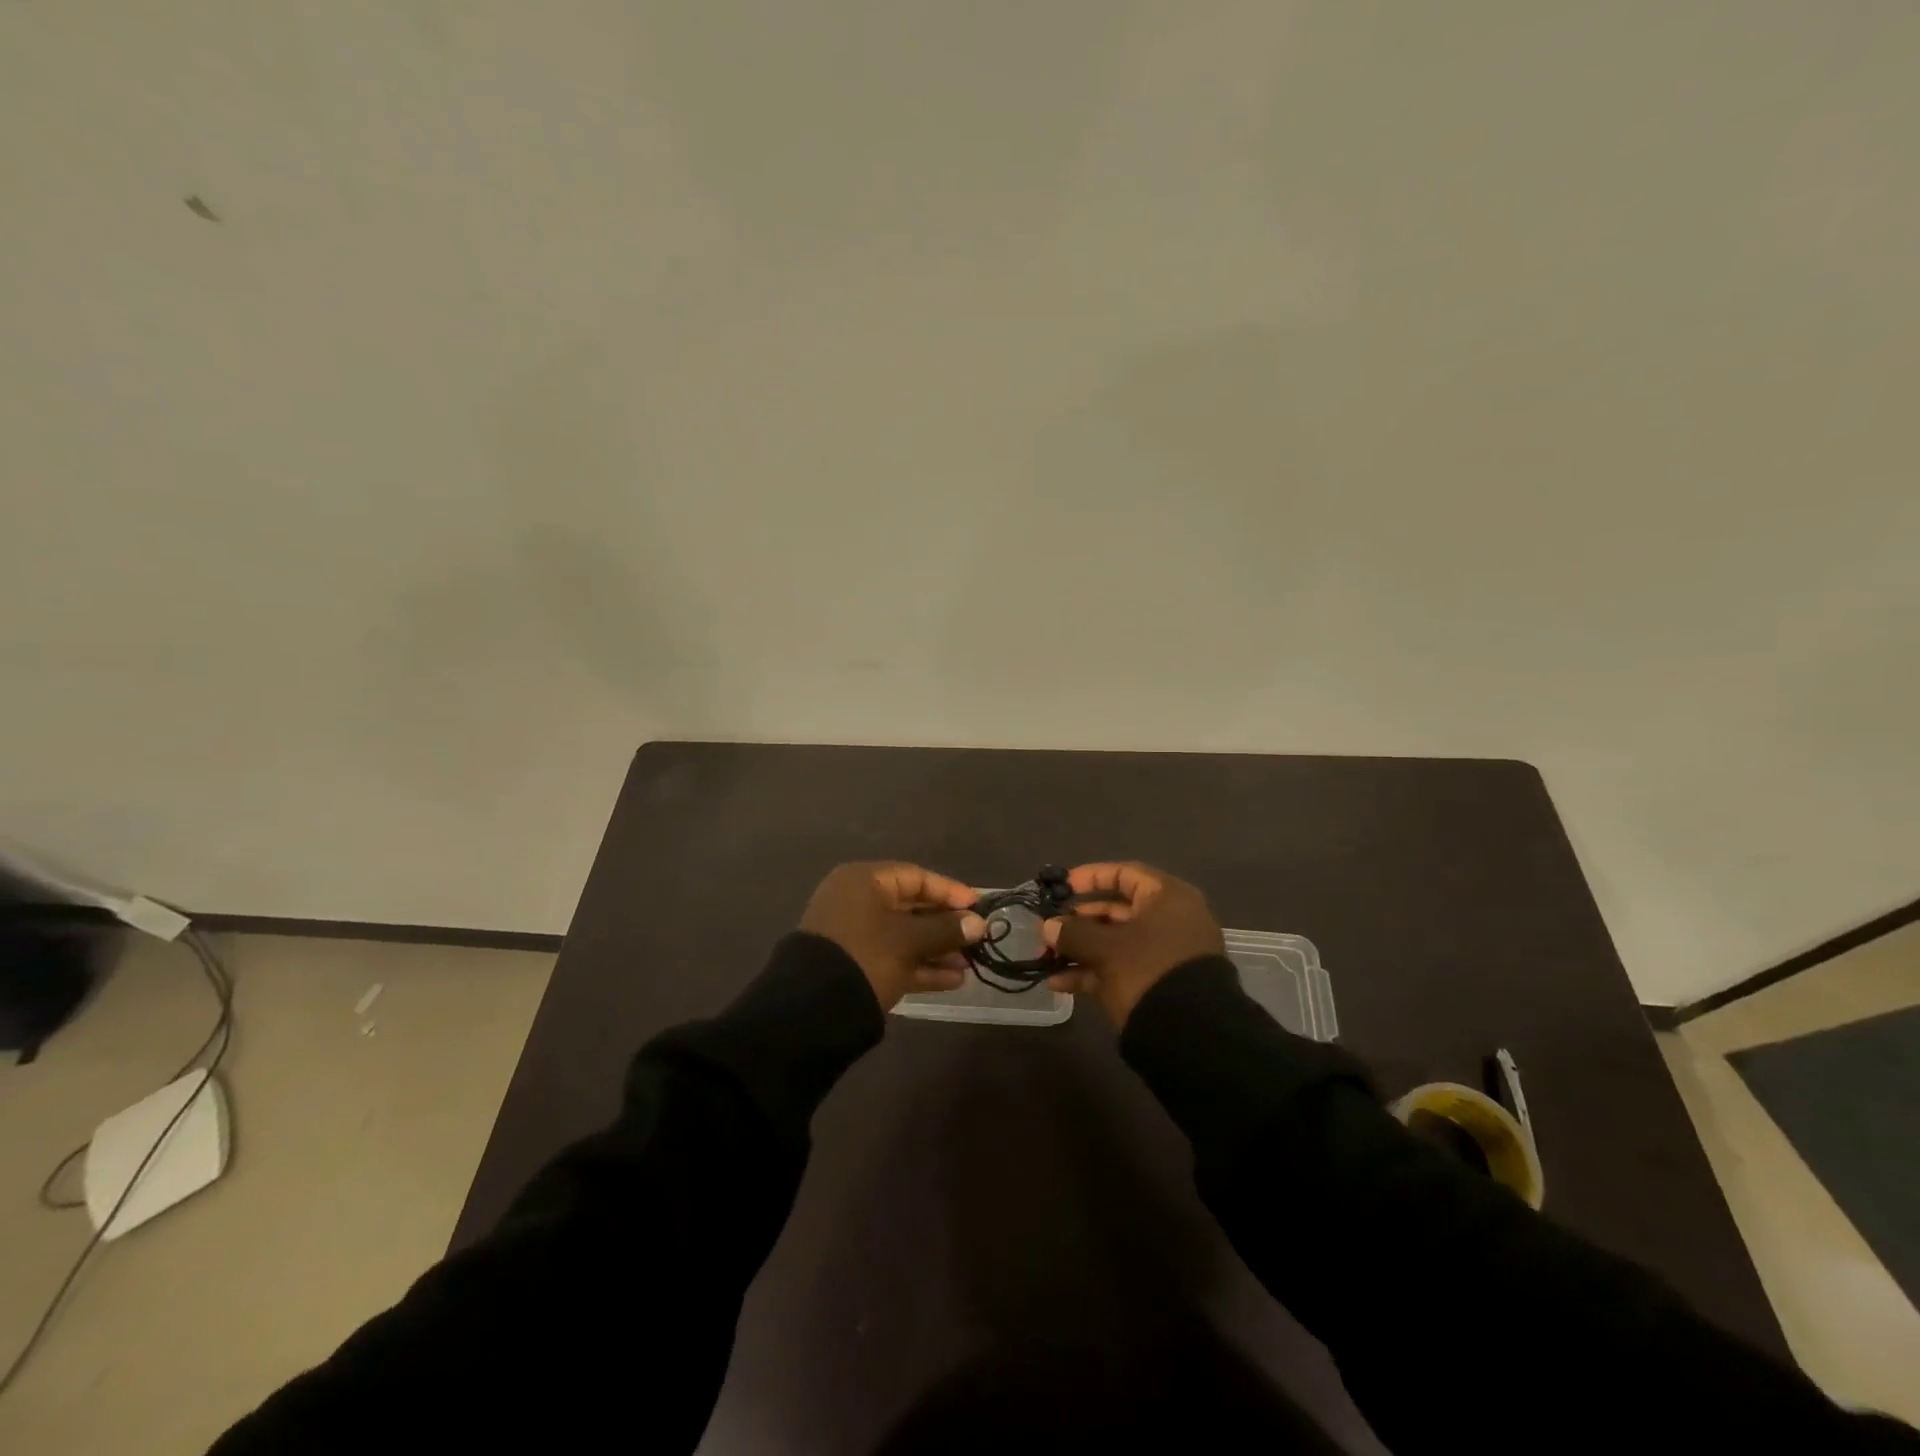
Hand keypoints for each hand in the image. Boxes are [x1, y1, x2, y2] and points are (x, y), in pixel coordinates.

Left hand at [800, 862, 986, 1011]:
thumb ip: (946, 930)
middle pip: (911, 907)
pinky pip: (894, 957)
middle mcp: (857, 902)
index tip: (978, 908)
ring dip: (937, 949)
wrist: (813, 1009)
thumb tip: (978, 924)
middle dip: (946, 926)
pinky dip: (921, 966)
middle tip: (977, 939)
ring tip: (970, 964)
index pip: (915, 877)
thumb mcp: (909, 941)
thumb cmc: (866, 955)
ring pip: (904, 936)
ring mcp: (854, 935)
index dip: (950, 892)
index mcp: (864, 882)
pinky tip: (953, 980)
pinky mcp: (855, 965)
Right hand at [1041, 862, 1223, 1027]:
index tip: (1062, 888)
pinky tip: (1057, 982)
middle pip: (1116, 910)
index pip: (1125, 874)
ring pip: (1114, 942)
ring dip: (1079, 948)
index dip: (1090, 877)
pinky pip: (1119, 968)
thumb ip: (1073, 933)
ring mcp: (1163, 955)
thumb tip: (1047, 927)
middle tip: (1047, 928)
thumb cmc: (1148, 971)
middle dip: (1077, 920)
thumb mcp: (1106, 949)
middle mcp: (1169, 921)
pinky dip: (1090, 972)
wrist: (1191, 1036)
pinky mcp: (1156, 984)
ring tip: (1045, 957)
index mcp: (1167, 898)